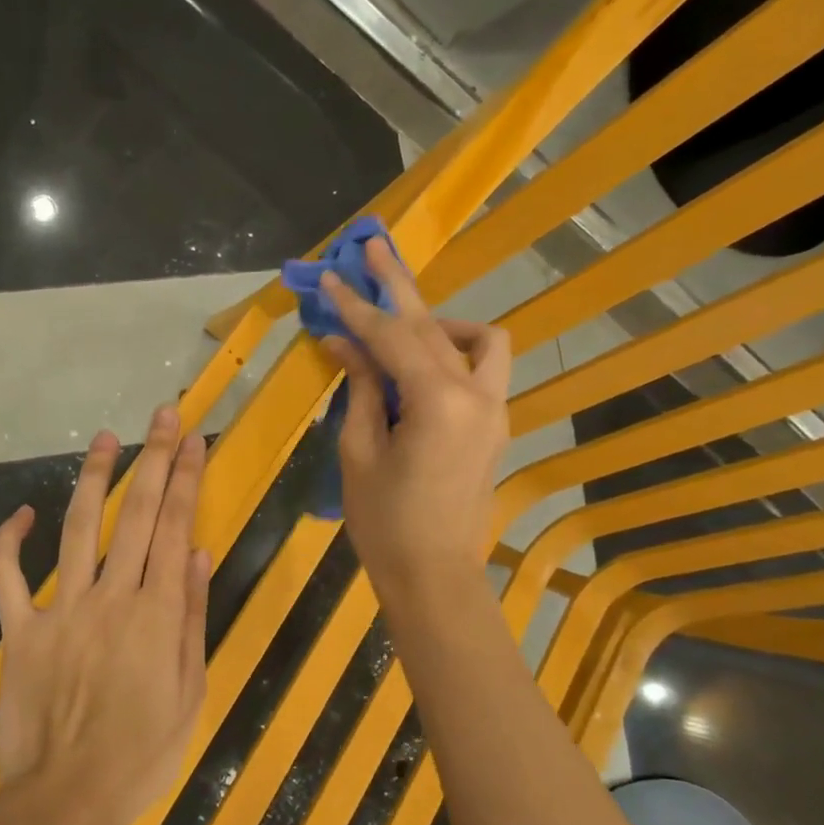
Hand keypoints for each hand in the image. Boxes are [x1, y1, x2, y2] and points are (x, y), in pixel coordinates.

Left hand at [0, 406, 211, 824]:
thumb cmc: (143, 752)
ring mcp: (61, 610)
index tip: (194, 440)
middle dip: (153, 460)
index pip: (175, 529)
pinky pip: (8, 577)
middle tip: (162, 416)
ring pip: (78, 529)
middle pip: (135, 516)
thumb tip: (195, 554)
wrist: (69, 798)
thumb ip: (191, 618)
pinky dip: (10, 542)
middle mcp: (112, 598)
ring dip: (92, 480)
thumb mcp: (190, 691)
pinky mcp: (22, 631)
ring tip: (103, 439)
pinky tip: (22, 513)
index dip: (186, 480)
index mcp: (157, 613)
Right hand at [321, 238, 511, 604]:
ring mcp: (494, 409)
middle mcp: (477, 394)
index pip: (391, 337)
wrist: (435, 576)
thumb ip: (360, 389)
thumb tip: (344, 343)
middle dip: (398, 285)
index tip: (328, 278)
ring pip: (478, 340)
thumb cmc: (386, 523)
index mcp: (439, 401)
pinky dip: (453, 354)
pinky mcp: (495, 425)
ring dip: (438, 322)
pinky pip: (482, 370)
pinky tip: (419, 367)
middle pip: (434, 324)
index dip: (356, 306)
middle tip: (370, 248)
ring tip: (400, 326)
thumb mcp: (359, 453)